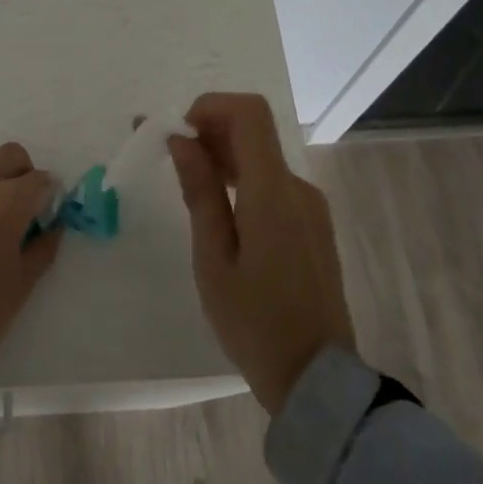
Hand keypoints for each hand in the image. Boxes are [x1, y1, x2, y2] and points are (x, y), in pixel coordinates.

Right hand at [167, 92, 355, 413]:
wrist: (316, 377)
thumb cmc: (253, 322)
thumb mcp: (213, 259)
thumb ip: (200, 192)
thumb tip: (182, 140)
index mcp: (273, 193)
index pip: (249, 114)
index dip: (209, 107)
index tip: (176, 133)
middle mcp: (298, 188)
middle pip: (254, 132)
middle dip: (208, 132)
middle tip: (166, 156)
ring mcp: (311, 206)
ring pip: (262, 159)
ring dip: (223, 157)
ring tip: (186, 185)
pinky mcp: (314, 224)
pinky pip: (273, 184)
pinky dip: (242, 180)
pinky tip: (220, 211)